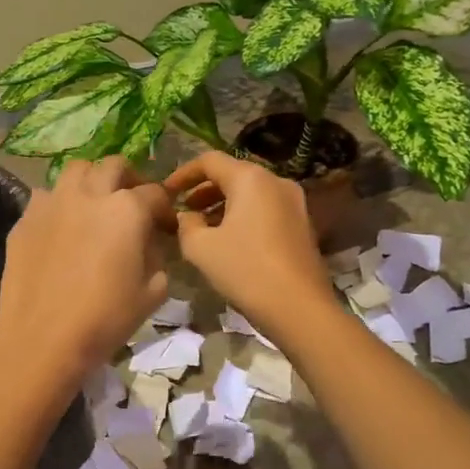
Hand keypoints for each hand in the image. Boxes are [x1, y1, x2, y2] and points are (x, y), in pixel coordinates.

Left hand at [0, 156, 174, 380]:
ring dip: (91, 180)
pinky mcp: (25, 219)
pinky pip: (46, 196)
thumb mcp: (152, 292)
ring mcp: (52, 203)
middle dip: (128, 180)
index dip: (165, 209)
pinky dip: (60, 203)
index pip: (155, 193)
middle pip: (114, 166)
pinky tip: (62, 226)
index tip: (165, 227)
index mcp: (126, 209)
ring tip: (95, 204)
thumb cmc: (105, 319)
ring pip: (76, 170)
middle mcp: (89, 194)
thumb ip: (157, 257)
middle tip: (132, 203)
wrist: (42, 340)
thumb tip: (148, 243)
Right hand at [163, 151, 335, 343]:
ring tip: (203, 228)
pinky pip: (265, 209)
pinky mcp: (302, 225)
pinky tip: (230, 241)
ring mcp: (295, 203)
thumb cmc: (246, 270)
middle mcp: (276, 181)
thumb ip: (186, 225)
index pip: (210, 161)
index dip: (183, 173)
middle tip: (183, 210)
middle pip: (233, 174)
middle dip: (204, 190)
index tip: (167, 191)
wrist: (299, 307)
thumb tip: (188, 216)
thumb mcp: (200, 248)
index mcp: (250, 179)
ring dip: (223, 205)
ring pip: (251, 194)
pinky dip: (244, 216)